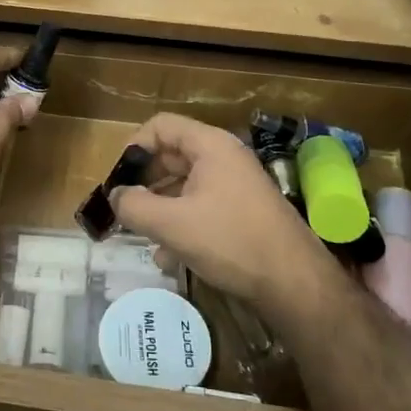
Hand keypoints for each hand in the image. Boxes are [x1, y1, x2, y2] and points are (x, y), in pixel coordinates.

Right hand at [109, 113, 334, 319]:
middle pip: (171, 155)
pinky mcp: (242, 213)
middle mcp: (224, 158)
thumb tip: (115, 196)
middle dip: (144, 182)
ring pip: (184, 185)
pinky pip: (201, 207)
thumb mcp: (172, 224)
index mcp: (210, 146)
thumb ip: (134, 205)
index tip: (117, 178)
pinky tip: (168, 256)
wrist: (295, 284)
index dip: (134, 146)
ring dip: (159, 207)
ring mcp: (235, 186)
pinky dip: (180, 224)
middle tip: (123, 208)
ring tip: (142, 236)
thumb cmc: (231, 241)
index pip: (161, 126)